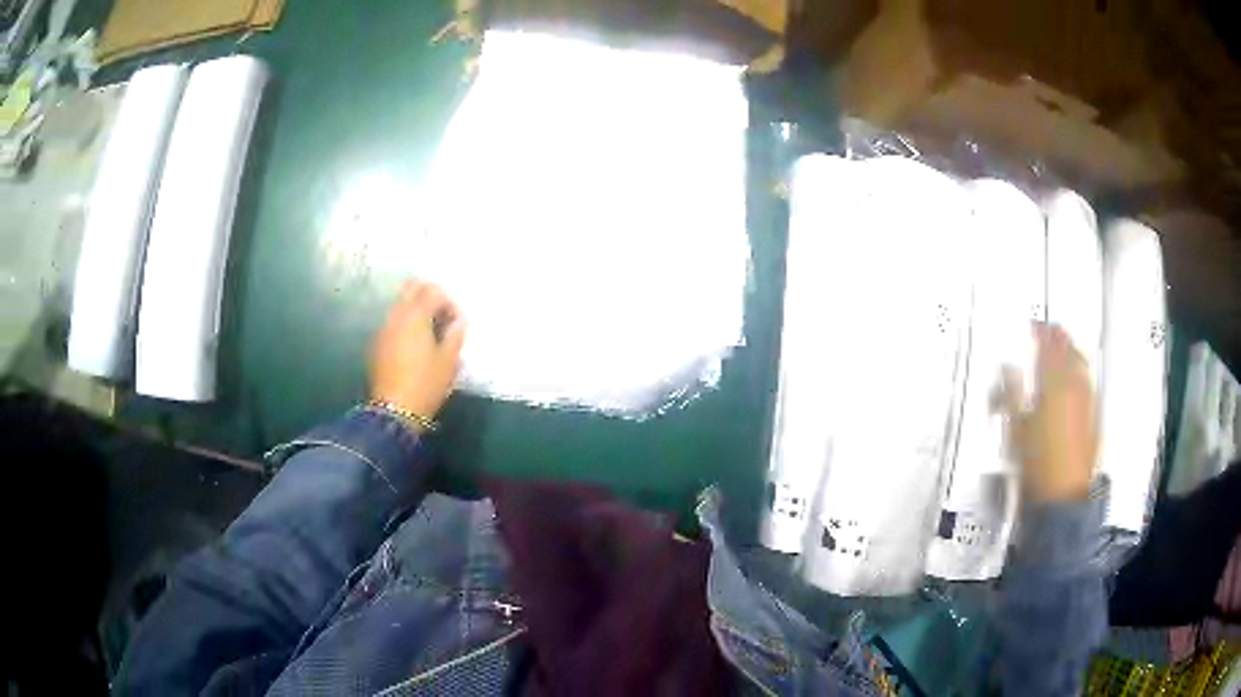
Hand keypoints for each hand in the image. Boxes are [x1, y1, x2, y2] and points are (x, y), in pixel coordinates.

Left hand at [370, 280, 465, 419]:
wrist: (394, 410)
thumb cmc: (426, 384)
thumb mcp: (449, 361)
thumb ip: (455, 335)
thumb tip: (458, 322)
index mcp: (416, 315)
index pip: (434, 292)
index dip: (449, 303)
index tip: (457, 324)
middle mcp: (396, 315)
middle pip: (412, 289)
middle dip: (429, 297)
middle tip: (442, 319)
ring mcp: (383, 328)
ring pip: (400, 304)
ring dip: (416, 311)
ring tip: (429, 333)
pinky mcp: (377, 343)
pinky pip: (393, 322)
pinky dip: (405, 324)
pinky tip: (414, 346)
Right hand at [997, 323, 1097, 502]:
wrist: (1063, 496)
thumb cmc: (1038, 464)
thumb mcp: (1015, 429)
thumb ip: (1010, 394)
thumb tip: (1007, 369)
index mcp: (1054, 383)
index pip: (1048, 345)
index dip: (1040, 331)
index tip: (1034, 325)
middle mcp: (1075, 385)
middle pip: (1069, 350)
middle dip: (1059, 339)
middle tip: (1049, 333)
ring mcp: (1088, 401)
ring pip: (1082, 365)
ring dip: (1071, 353)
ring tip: (1063, 352)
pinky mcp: (1094, 417)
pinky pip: (1088, 384)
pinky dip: (1080, 375)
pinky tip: (1075, 382)